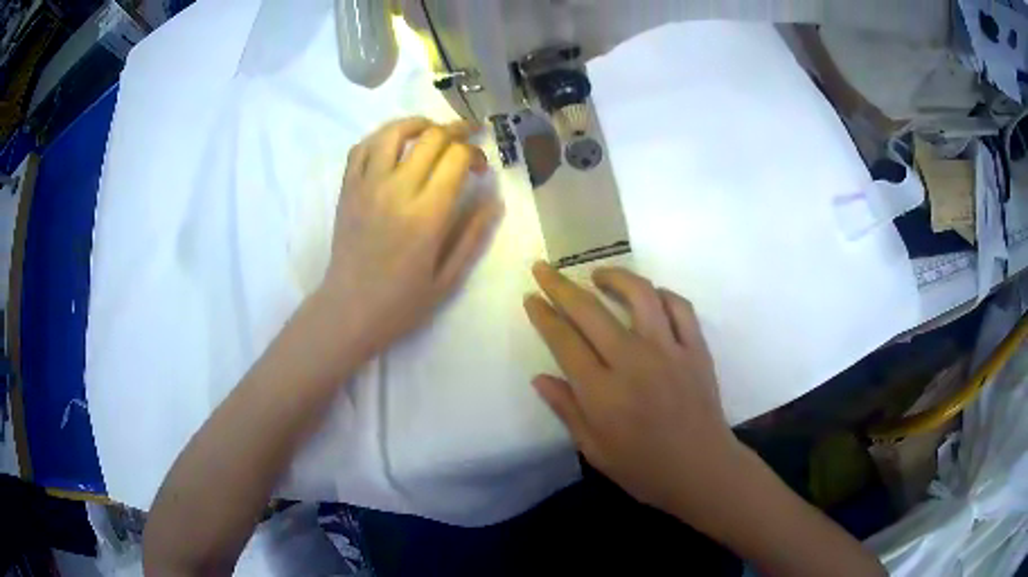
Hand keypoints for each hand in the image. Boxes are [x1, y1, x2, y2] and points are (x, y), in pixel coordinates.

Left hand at [321, 117, 501, 362]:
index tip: (480, 168)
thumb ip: (474, 236)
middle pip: (430, 137)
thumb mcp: (448, 279)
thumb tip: (494, 199)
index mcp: (426, 215)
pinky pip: (362, 148)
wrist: (348, 311)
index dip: (475, 153)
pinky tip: (394, 145)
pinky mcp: (347, 189)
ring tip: (432, 130)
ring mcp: (367, 186)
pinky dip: (380, 137)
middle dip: (456, 130)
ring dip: (418, 124)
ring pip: (392, 132)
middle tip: (468, 138)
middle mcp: (396, 190)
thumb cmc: (401, 302)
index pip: (456, 158)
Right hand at [524, 263, 745, 518]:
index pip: (563, 340)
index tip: (530, 296)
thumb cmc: (643, 468)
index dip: (543, 314)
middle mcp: (632, 361)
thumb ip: (566, 410)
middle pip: (590, 311)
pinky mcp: (696, 348)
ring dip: (614, 277)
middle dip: (560, 285)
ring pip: (640, 295)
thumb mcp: (594, 449)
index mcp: (601, 392)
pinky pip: (680, 307)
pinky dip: (662, 294)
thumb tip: (539, 378)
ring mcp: (669, 350)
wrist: (700, 470)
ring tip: (598, 275)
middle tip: (544, 269)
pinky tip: (650, 296)